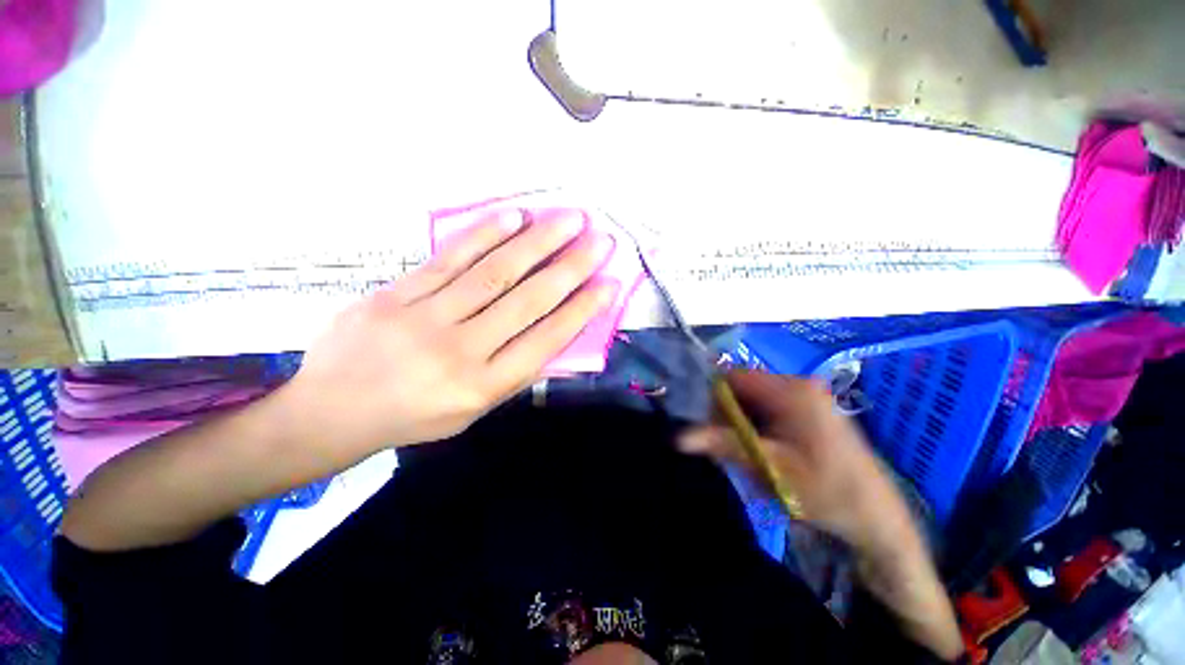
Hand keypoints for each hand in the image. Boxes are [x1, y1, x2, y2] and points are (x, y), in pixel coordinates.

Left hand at [280, 207, 618, 455]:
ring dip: (537, 242)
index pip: (545, 342)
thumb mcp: (472, 412)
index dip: (581, 311)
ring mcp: (424, 319)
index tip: (608, 284)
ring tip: (569, 219)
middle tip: (600, 241)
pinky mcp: (395, 294)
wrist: (330, 412)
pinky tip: (514, 216)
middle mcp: (459, 352)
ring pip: (493, 273)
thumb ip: (513, 374)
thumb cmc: (412, 417)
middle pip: (526, 301)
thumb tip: (553, 336)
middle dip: (570, 268)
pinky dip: (485, 235)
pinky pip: (449, 259)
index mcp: (481, 387)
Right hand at [678, 370, 914, 551]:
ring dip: (741, 422)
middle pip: (742, 386)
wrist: (878, 520)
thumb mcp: (770, 468)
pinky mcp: (809, 410)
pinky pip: (768, 407)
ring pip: (753, 398)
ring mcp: (806, 396)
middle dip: (728, 413)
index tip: (709, 427)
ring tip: (748, 453)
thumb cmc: (828, 492)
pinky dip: (756, 425)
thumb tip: (679, 438)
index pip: (733, 376)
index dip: (713, 397)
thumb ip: (724, 445)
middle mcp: (798, 384)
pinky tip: (763, 451)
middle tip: (728, 446)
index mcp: (791, 390)